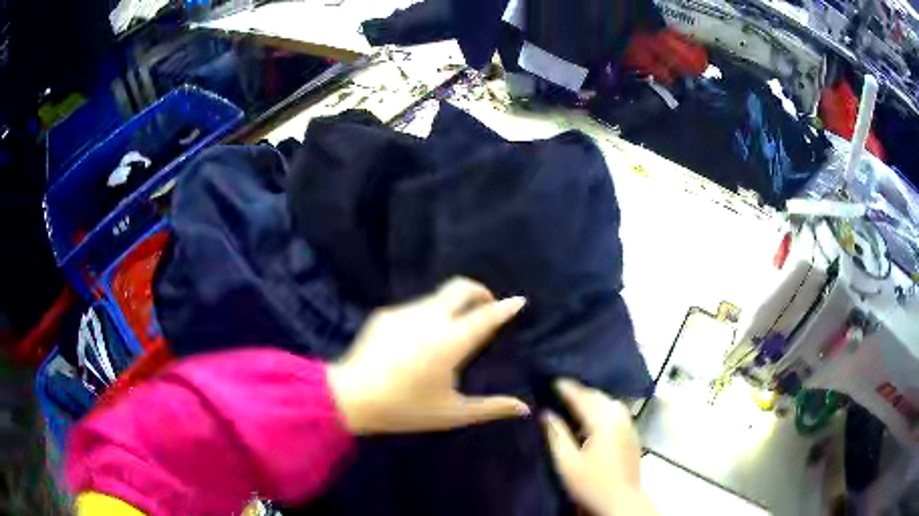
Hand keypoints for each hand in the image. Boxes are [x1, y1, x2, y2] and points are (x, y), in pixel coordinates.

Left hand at [328, 277, 529, 433]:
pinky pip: (415, 307)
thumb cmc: (405, 408)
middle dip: (480, 291)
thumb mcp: (452, 413)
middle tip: (487, 306)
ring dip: (453, 305)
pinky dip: (428, 315)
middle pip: (461, 287)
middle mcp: (430, 319)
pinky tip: (419, 340)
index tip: (519, 300)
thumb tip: (524, 408)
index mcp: (450, 342)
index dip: (506, 307)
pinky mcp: (386, 314)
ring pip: (437, 296)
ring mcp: (405, 312)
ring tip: (452, 330)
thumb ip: (491, 408)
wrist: (351, 397)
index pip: (486, 316)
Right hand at [542, 379, 655, 515]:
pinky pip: (617, 412)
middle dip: (581, 391)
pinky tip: (594, 417)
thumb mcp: (566, 462)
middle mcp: (619, 418)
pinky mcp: (632, 435)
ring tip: (577, 401)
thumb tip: (546, 413)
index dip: (567, 388)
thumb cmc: (590, 483)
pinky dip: (603, 408)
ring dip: (593, 399)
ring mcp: (629, 425)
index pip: (583, 398)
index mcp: (603, 422)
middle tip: (562, 389)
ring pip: (610, 403)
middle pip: (599, 397)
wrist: (621, 500)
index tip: (553, 379)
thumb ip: (556, 434)